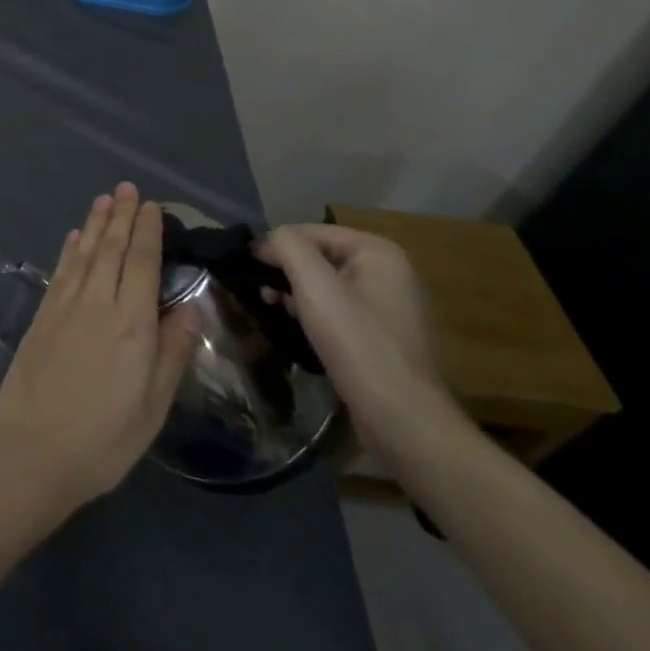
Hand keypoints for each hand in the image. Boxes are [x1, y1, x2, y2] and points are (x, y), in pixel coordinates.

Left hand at [0, 183, 196, 522]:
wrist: (31, 450)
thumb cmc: (103, 439)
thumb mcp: (153, 407)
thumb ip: (172, 352)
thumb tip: (190, 306)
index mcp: (132, 324)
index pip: (143, 263)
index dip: (148, 231)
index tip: (152, 206)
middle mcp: (98, 303)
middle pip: (112, 249)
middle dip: (122, 216)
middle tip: (128, 188)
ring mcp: (65, 306)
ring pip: (85, 253)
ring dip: (96, 224)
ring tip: (104, 199)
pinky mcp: (42, 315)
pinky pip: (61, 270)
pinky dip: (70, 248)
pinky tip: (75, 236)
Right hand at [253, 224, 455, 458]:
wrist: (402, 419)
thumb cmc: (358, 343)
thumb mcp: (315, 284)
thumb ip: (287, 246)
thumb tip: (266, 242)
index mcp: (378, 252)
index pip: (311, 231)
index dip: (275, 246)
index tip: (247, 269)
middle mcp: (388, 272)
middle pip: (318, 257)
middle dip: (285, 271)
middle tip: (260, 294)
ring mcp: (388, 306)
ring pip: (325, 284)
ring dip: (295, 293)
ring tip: (271, 309)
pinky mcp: (381, 336)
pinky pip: (337, 311)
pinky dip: (312, 314)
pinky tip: (297, 329)